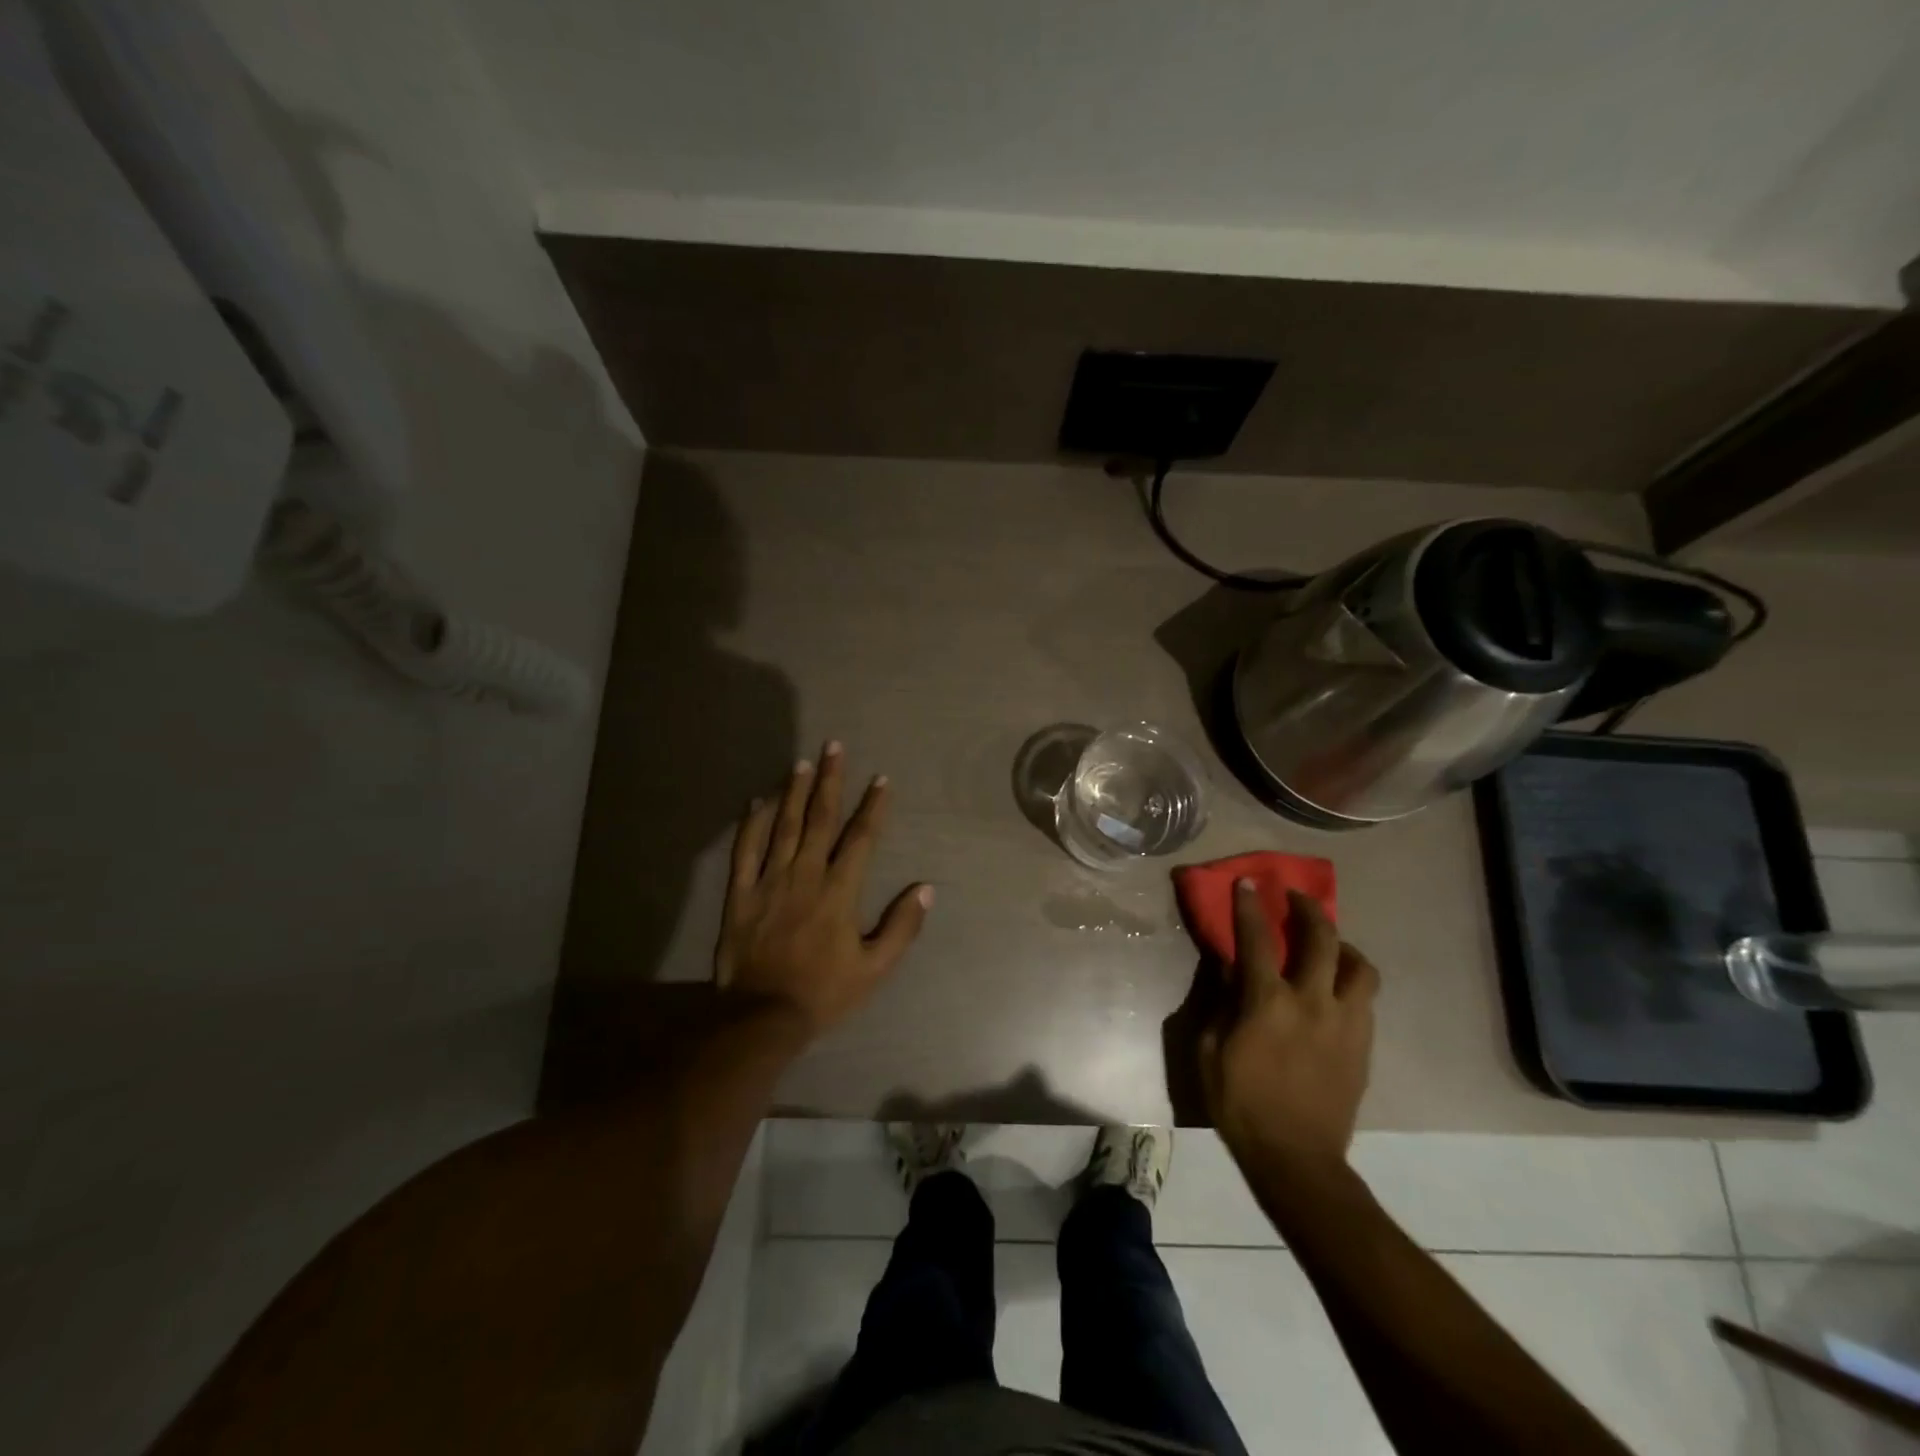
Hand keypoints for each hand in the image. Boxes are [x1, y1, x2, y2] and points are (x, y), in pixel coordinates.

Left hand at [714, 743, 932, 1036]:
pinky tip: (758, 801)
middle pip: (820, 819)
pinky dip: (751, 824)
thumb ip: (902, 927)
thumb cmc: (824, 992)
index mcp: (839, 892)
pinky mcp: (741, 893)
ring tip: (802, 762)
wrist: (762, 1016)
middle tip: (834, 747)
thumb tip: (925, 888)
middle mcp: (805, 875)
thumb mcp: (875, 968)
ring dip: (794, 791)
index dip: (873, 807)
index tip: (880, 779)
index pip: (861, 838)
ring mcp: (769, 881)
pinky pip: (745, 851)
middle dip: (830, 781)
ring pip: (783, 826)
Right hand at [1199, 883, 1378, 1177]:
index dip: (1249, 907)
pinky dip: (1349, 981)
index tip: (1247, 882)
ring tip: (1328, 945)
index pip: (1256, 940)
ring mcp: (1346, 1023)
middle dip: (1308, 910)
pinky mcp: (1364, 1045)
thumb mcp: (1208, 1050)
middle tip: (1296, 897)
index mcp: (1268, 1003)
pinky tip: (1334, 989)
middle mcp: (1313, 1003)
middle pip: (1321, 940)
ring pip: (1359, 968)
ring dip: (1342, 946)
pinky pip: (1364, 1000)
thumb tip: (1228, 969)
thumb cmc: (1240, 1102)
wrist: (1296, 1158)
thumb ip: (1220, 1003)